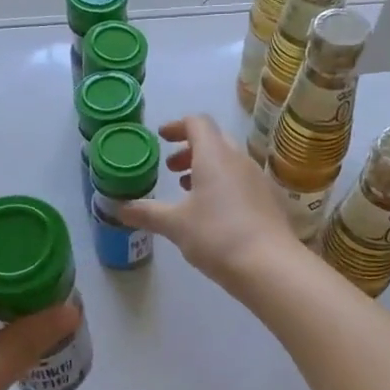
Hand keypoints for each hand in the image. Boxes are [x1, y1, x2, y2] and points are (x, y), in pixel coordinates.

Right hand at [115, 115, 303, 290]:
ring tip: (188, 191)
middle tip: (171, 169)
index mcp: (215, 156)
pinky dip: (223, 185)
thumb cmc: (217, 236)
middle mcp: (239, 160)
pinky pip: (242, 181)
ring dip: (207, 169)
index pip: (197, 123)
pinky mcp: (269, 201)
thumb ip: (146, 213)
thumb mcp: (175, 225)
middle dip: (190, 149)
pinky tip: (214, 213)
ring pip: (229, 162)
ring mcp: (258, 180)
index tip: (162, 138)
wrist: (270, 266)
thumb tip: (119, 208)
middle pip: (215, 140)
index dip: (177, 126)